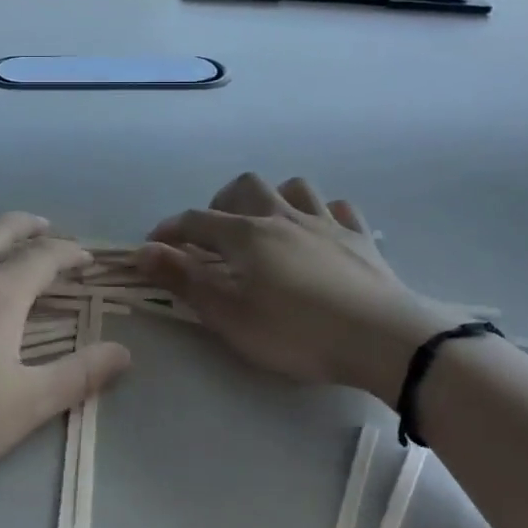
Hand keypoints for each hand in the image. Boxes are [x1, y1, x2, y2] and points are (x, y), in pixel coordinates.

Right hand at [137, 173, 469, 401]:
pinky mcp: (360, 238)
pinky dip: (322, 214)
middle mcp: (283, 217)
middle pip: (245, 187)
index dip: (170, 230)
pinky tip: (320, 232)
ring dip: (273, 198)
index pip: (197, 221)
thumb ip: (185, 281)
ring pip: (294, 187)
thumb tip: (144, 251)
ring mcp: (325, 223)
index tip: (154, 245)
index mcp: (247, 235)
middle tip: (216, 235)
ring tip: (267, 225)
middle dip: (221, 203)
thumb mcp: (231, 316)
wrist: (382, 340)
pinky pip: (339, 209)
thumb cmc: (298, 333)